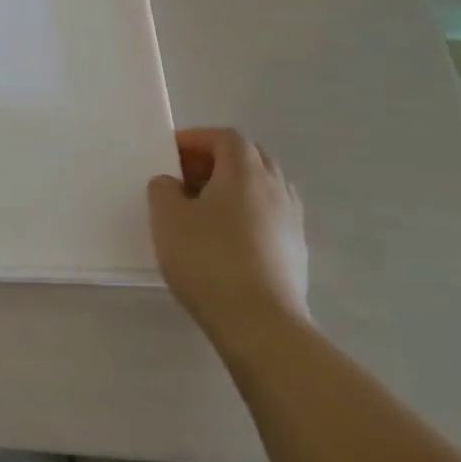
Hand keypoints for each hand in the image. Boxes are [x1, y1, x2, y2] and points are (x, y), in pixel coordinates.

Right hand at [147, 127, 310, 340]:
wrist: (261, 324)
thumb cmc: (208, 260)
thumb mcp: (167, 218)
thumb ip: (163, 189)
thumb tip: (173, 184)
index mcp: (245, 171)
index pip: (225, 137)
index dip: (196, 139)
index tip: (169, 154)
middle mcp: (275, 188)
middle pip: (249, 157)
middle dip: (216, 160)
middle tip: (185, 178)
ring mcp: (292, 220)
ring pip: (263, 187)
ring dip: (234, 187)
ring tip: (204, 209)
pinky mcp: (297, 251)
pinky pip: (270, 215)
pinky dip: (247, 214)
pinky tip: (225, 239)